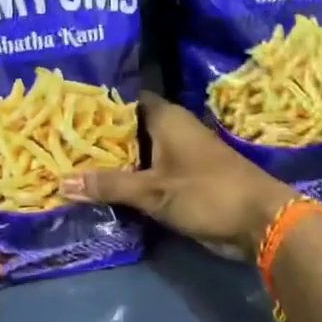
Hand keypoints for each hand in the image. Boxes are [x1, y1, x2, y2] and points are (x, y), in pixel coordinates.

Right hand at [64, 93, 295, 260]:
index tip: (68, 112)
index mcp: (166, 117)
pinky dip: (130, 178)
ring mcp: (180, 154)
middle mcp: (172, 129)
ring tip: (73, 163)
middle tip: (62, 141)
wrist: (260, 222)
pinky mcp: (184, 179)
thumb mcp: (153, 191)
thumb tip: (61, 181)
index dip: (98, 105)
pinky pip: (149, 172)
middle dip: (100, 137)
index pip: (125, 100)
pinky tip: (104, 188)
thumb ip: (109, 185)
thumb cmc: (206, 192)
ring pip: (139, 152)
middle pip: (129, 128)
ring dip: (115, 161)